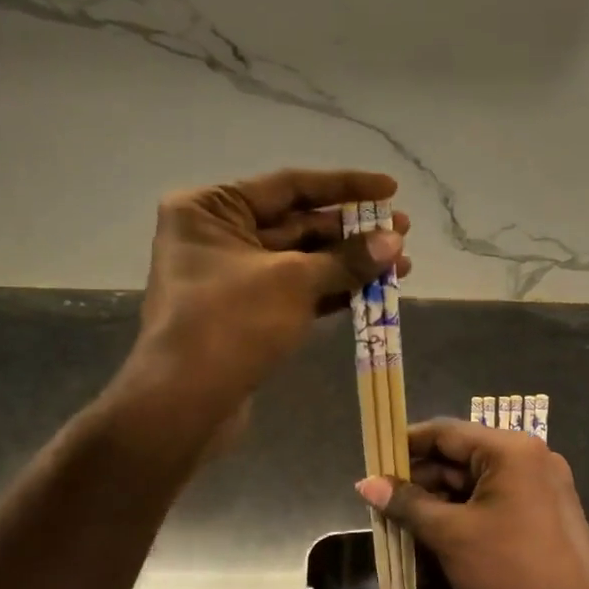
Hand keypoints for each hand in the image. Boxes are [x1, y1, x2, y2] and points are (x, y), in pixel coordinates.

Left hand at [134, 168, 409, 432]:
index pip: (290, 186)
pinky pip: (295, 292)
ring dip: (349, 263)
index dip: (345, 187)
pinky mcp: (244, 314)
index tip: (391, 189)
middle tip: (403, 232)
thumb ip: (347, 258)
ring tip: (401, 263)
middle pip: (297, 223)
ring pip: (300, 261)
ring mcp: (230, 278)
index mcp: (211, 209)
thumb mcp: (294, 281)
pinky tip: (374, 290)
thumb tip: (394, 241)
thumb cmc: (231, 322)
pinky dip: (332, 291)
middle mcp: (216, 235)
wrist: (185, 402)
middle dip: (352, 231)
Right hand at [357, 419, 588, 588]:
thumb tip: (366, 484)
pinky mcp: (546, 508)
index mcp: (510, 449)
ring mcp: (542, 482)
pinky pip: (497, 496)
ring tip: (404, 516)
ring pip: (478, 478)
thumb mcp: (451, 535)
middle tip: (383, 497)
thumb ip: (407, 504)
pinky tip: (439, 527)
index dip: (406, 445)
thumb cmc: (511, 570)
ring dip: (442, 495)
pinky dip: (467, 507)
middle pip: (462, 454)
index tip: (374, 461)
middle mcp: (530, 455)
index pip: (446, 432)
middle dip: (422, 476)